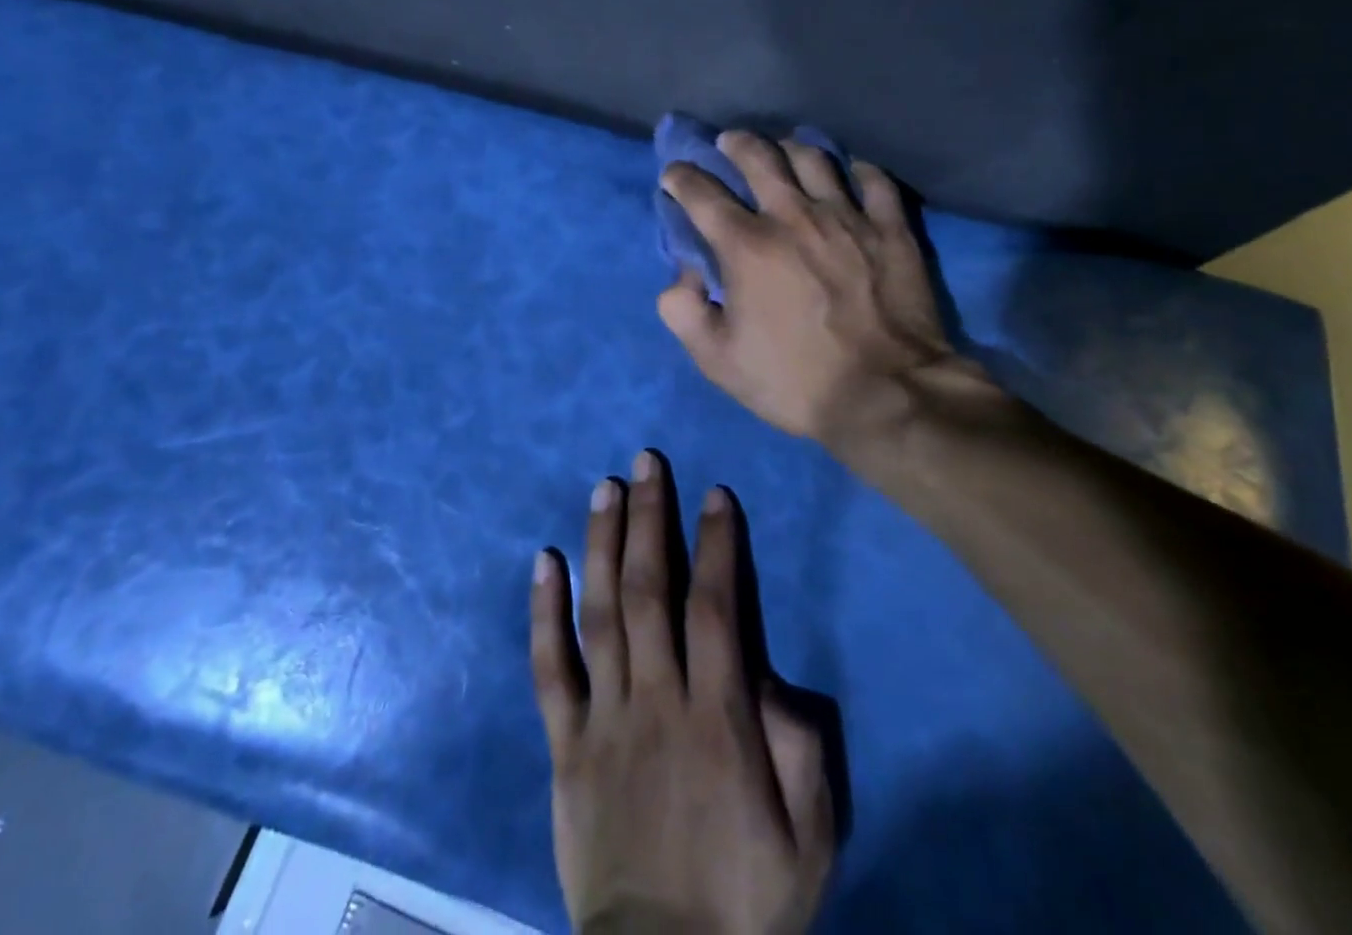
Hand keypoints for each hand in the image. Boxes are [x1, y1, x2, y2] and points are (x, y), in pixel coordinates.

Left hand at [531, 451, 833, 934]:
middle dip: (651, 518)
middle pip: (651, 590)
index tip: (714, 494)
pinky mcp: (565, 745)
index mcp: (718, 719)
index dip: (717, 545)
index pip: (718, 608)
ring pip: (601, 611)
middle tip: (646, 461)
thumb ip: (801, 748)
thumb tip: (774, 674)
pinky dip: (543, 611)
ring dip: (602, 543)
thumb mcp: (807, 836)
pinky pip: (549, 668)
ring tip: (604, 487)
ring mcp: (604, 718)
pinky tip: (544, 561)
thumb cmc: (744, 898)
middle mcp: (656, 700)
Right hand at [656, 131, 962, 444]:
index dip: (681, 178)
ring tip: (784, 148)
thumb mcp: (718, 360)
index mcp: (747, 246)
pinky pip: (874, 181)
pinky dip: (858, 170)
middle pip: (759, 158)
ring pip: (814, 158)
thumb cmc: (795, 380)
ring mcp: (847, 217)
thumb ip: (684, 312)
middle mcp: (793, 216)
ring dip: (790, 147)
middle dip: (736, 144)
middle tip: (729, 142)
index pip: (701, 194)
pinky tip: (851, 172)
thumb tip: (683, 275)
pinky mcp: (890, 229)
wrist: (886, 394)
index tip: (674, 173)